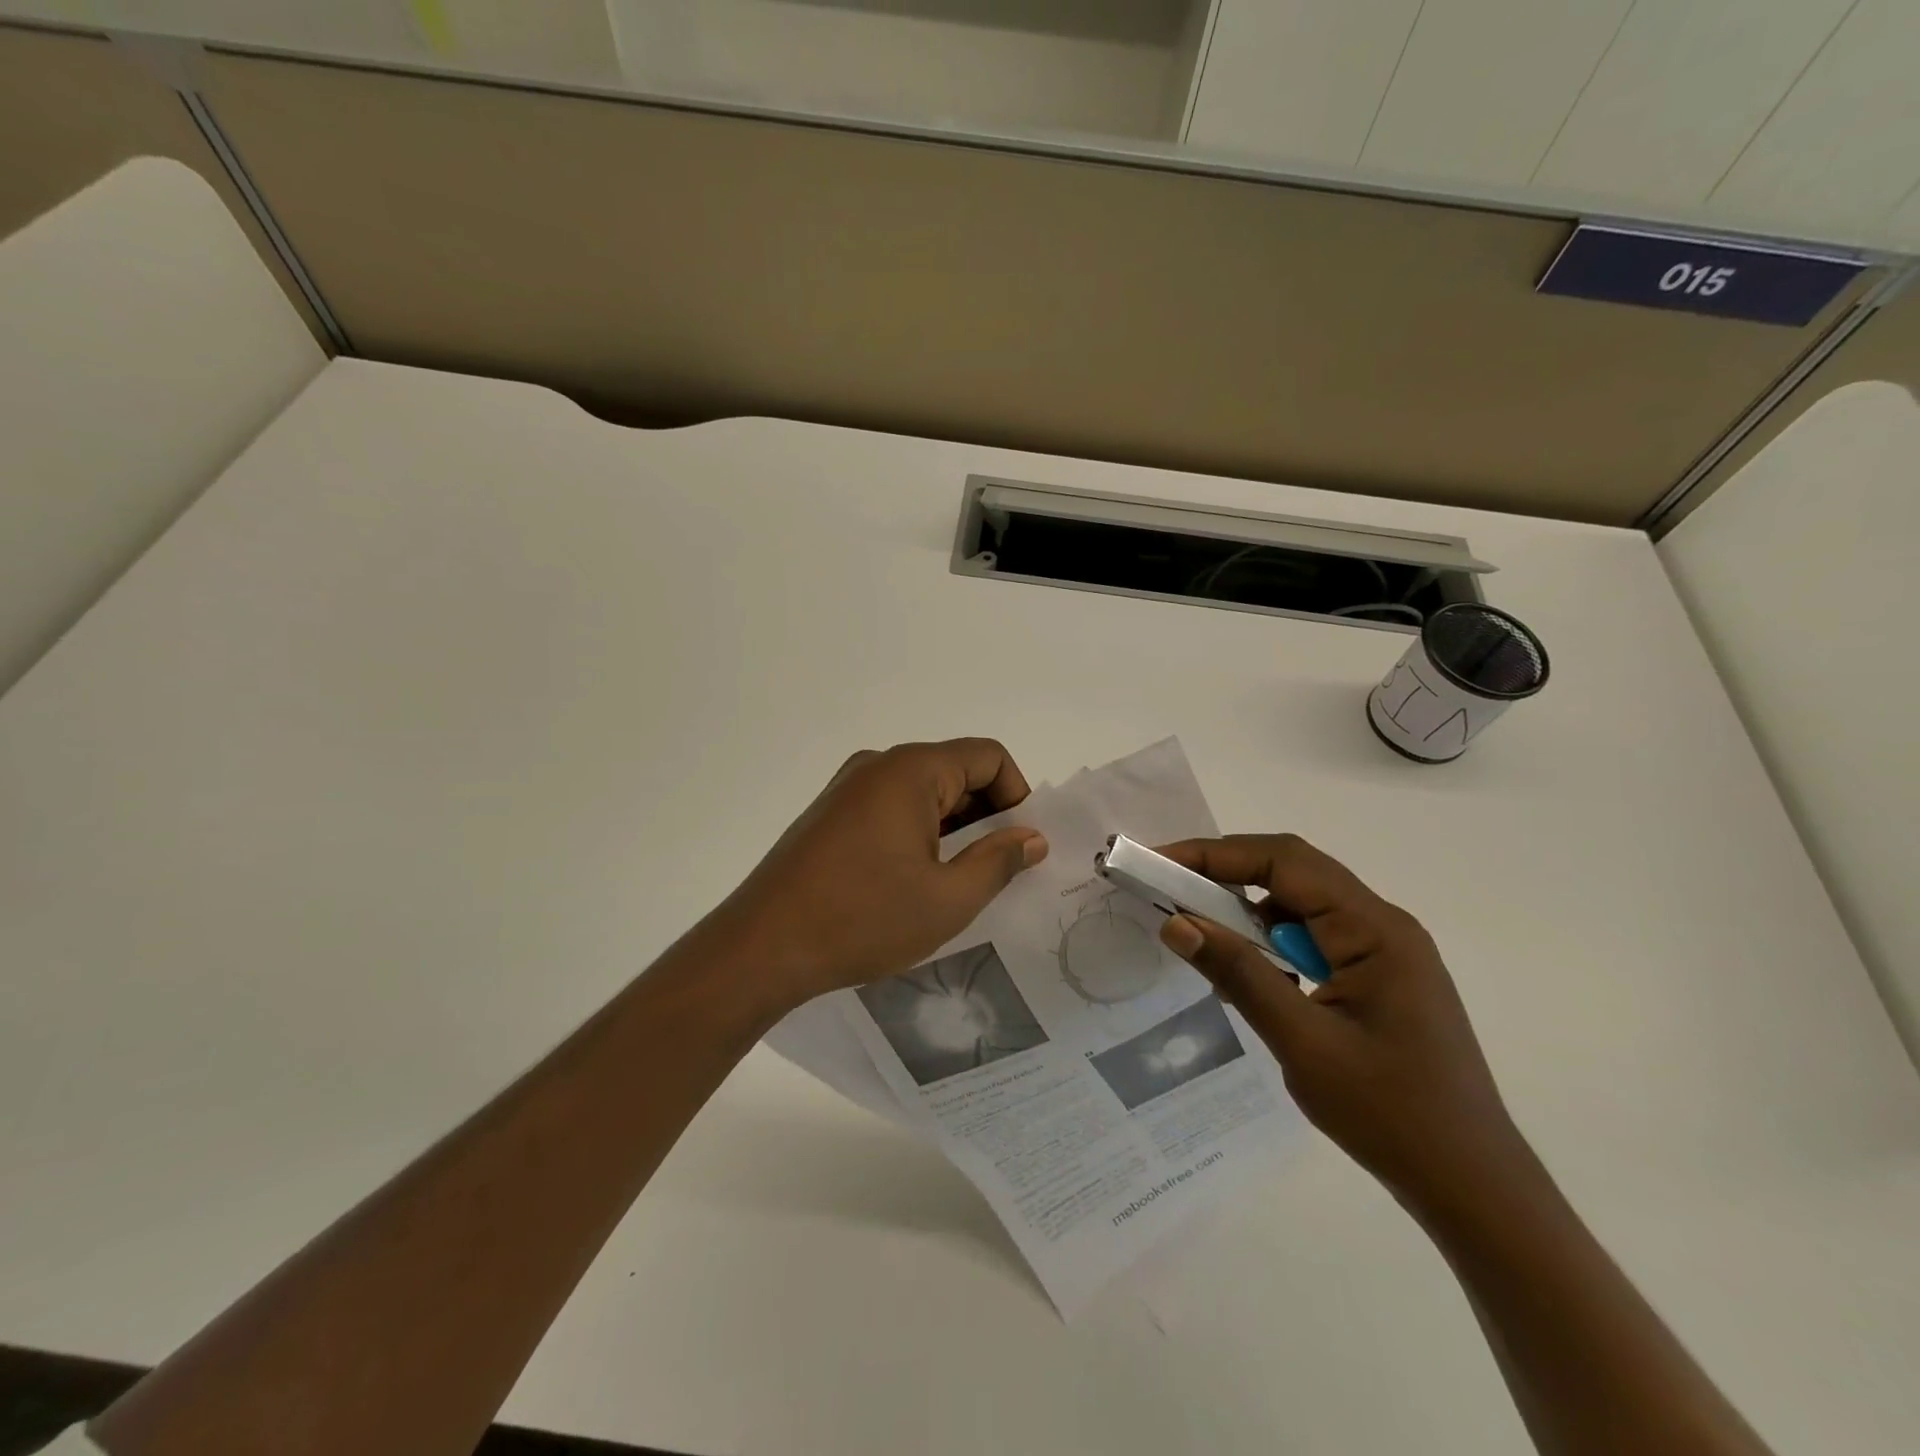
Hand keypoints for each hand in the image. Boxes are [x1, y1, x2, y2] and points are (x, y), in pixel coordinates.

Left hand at [706, 739, 1048, 1012]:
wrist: (761, 947)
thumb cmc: (862, 919)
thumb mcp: (947, 900)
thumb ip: (999, 861)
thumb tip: (1032, 837)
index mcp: (910, 771)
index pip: (987, 757)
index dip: (1016, 795)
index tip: (1020, 845)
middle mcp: (878, 766)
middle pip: (954, 771)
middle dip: (985, 816)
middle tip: (996, 872)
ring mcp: (847, 789)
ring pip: (922, 793)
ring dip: (951, 829)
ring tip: (956, 883)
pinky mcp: (829, 815)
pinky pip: (890, 809)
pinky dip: (917, 834)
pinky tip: (913, 882)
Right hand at [1154, 834, 1526, 1212]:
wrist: (1474, 1188)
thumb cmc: (1392, 1115)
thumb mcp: (1303, 1043)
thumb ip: (1239, 975)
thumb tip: (1176, 924)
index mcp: (1375, 929)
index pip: (1285, 862)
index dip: (1217, 854)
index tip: (1161, 861)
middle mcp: (1382, 925)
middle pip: (1293, 872)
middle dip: (1226, 872)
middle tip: (1167, 886)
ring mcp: (1383, 951)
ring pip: (1300, 904)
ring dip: (1247, 909)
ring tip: (1197, 926)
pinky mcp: (1376, 977)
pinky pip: (1312, 937)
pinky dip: (1270, 940)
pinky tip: (1245, 969)